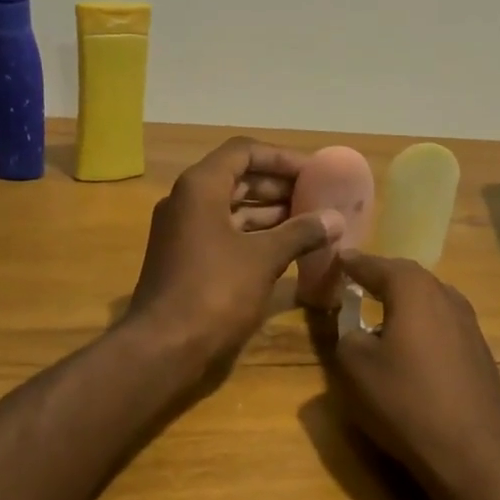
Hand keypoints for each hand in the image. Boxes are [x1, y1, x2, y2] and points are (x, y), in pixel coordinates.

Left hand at [130, 139, 342, 368]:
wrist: (163, 348)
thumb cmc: (214, 291)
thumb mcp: (264, 258)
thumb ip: (300, 232)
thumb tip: (335, 218)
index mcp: (201, 187)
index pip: (244, 151)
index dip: (281, 158)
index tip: (314, 172)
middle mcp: (187, 201)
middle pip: (238, 178)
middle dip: (278, 185)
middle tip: (317, 196)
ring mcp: (184, 231)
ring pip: (232, 208)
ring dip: (270, 212)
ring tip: (310, 221)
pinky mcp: (187, 259)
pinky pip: (226, 233)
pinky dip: (255, 235)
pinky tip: (287, 248)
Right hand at [326, 250, 499, 488]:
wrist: (471, 451)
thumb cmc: (405, 401)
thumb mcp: (355, 367)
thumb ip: (347, 335)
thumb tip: (355, 328)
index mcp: (414, 290)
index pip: (377, 265)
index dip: (353, 263)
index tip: (337, 259)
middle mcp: (446, 296)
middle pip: (408, 277)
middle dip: (381, 276)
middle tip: (356, 281)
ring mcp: (469, 323)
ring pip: (429, 299)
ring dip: (404, 301)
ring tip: (381, 312)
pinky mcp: (480, 350)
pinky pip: (442, 323)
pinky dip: (422, 323)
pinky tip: (411, 345)